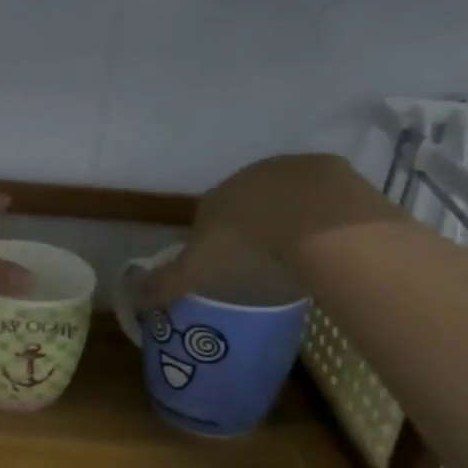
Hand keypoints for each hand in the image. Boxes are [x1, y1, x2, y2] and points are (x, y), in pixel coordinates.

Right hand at [141, 154, 399, 305]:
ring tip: (298, 253)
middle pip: (247, 203)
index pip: (207, 216)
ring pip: (285, 197)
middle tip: (262, 261)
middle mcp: (248, 176)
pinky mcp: (331, 171)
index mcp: (215, 197)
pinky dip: (323, 214)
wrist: (312, 216)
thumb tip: (136, 298)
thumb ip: (167, 283)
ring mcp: (292, 170)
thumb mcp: (197, 269)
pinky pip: (323, 197)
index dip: (214, 240)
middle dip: (252, 227)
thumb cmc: (246, 243)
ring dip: (289, 218)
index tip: (224, 267)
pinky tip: (329, 239)